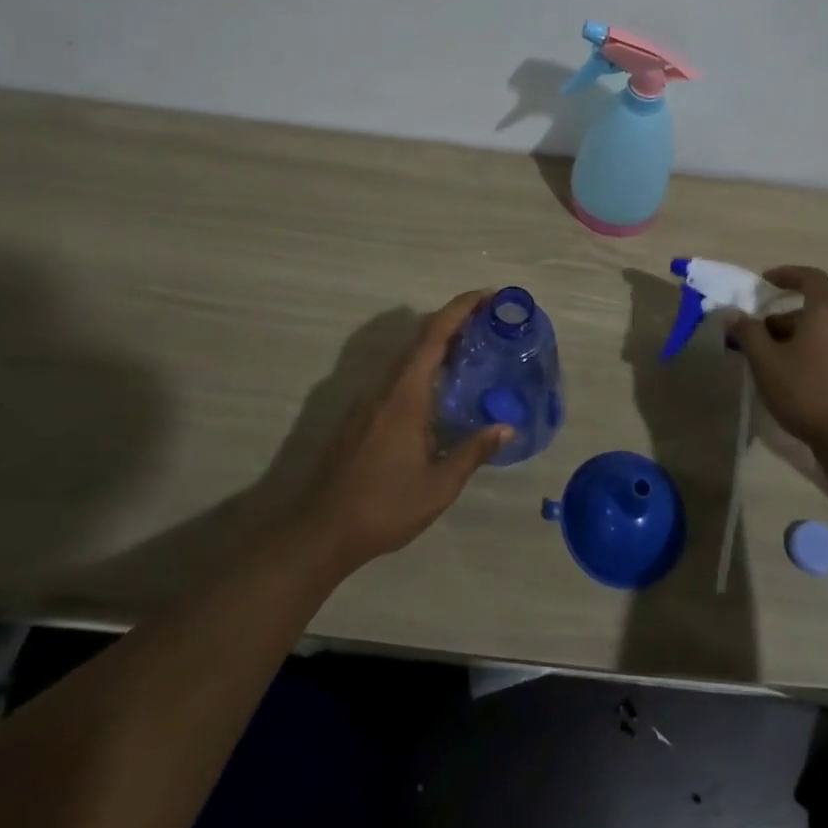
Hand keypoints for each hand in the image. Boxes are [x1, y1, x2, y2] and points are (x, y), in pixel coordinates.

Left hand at [299, 292, 510, 574]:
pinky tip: (440, 393)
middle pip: (421, 341)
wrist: (320, 532)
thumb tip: (507, 427)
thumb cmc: (383, 508)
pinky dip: (423, 370)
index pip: (433, 336)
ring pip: (408, 360)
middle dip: (454, 322)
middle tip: (489, 321)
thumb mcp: (438, 487)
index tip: (487, 295)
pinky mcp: (361, 418)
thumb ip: (472, 452)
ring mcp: (368, 402)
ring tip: (472, 352)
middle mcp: (385, 389)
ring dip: (438, 347)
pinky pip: (398, 379)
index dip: (460, 309)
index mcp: (405, 396)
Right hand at [728, 266, 827, 460]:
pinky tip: (787, 382)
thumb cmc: (807, 391)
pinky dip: (804, 356)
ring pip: (818, 334)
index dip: (788, 274)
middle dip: (780, 317)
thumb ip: (748, 333)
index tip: (765, 282)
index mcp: (825, 314)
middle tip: (755, 334)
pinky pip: (826, 354)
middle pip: (812, 309)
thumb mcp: (766, 360)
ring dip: (790, 339)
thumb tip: (734, 314)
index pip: (811, 278)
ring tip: (765, 362)